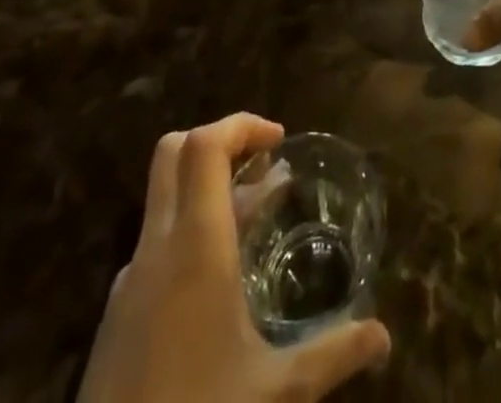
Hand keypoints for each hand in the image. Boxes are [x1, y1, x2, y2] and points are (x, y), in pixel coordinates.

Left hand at [78, 114, 390, 402]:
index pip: (204, 146)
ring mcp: (130, 284)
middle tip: (265, 160)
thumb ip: (332, 355)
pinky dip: (190, 232)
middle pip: (173, 154)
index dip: (240, 125)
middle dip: (221, 141)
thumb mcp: (276, 395)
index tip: (279, 141)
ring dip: (208, 190)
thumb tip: (383, 335)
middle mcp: (156, 250)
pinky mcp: (117, 318)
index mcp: (194, 248)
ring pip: (165, 201)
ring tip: (258, 213)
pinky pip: (156, 245)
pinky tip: (222, 277)